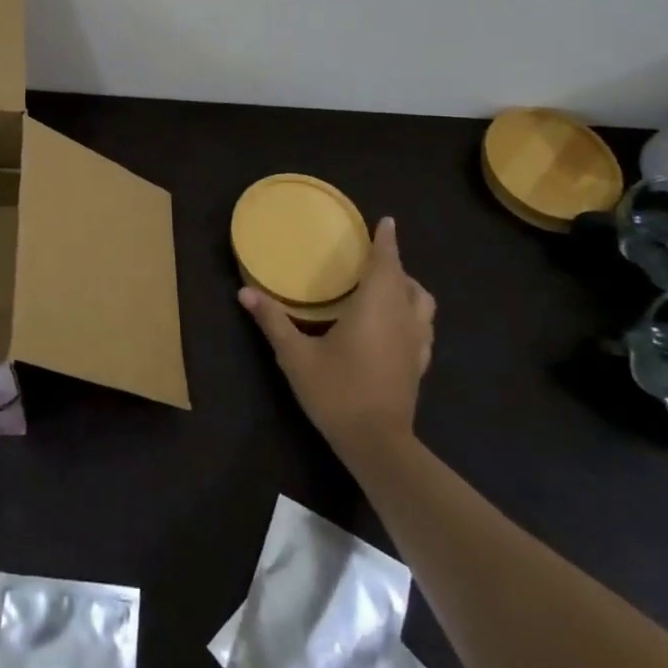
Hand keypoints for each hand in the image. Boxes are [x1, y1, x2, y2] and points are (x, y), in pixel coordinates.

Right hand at [239, 217, 434, 473]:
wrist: (378, 445)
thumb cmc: (337, 392)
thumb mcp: (296, 356)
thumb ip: (273, 321)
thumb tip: (244, 292)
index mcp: (375, 306)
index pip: (386, 263)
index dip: (386, 241)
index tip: (386, 221)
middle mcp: (402, 318)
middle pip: (406, 280)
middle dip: (394, 263)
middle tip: (373, 255)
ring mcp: (416, 343)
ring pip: (422, 303)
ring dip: (408, 288)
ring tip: (387, 286)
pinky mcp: (419, 365)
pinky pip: (423, 327)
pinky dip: (413, 314)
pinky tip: (396, 325)